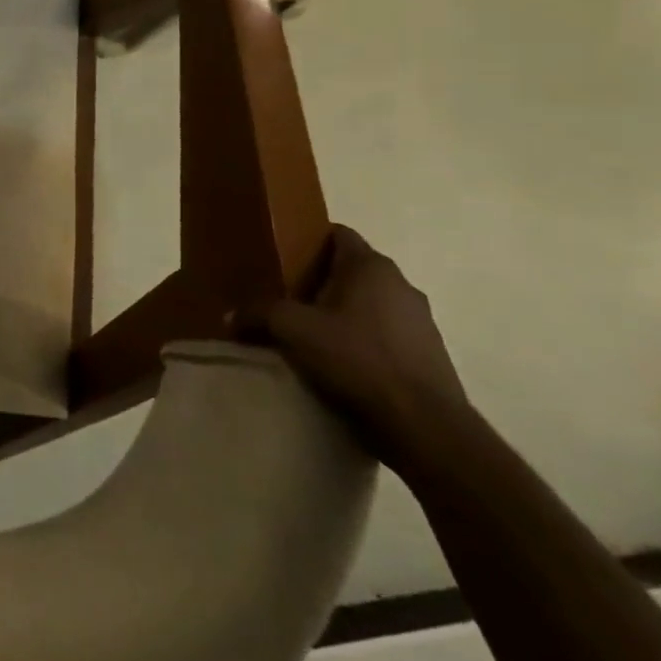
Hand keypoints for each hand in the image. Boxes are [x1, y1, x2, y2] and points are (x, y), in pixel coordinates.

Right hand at [238, 225, 468, 467]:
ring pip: (368, 303)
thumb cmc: (356, 358)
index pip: (337, 234)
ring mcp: (421, 321)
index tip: (281, 258)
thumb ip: (257, 314)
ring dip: (340, 312)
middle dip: (318, 280)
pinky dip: (360, 339)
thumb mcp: (291, 329)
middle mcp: (401, 285)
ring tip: (308, 333)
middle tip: (284, 297)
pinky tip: (338, 361)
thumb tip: (231, 316)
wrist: (424, 426)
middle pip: (350, 270)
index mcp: (371, 267)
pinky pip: (384, 333)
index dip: (307, 240)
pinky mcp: (429, 355)